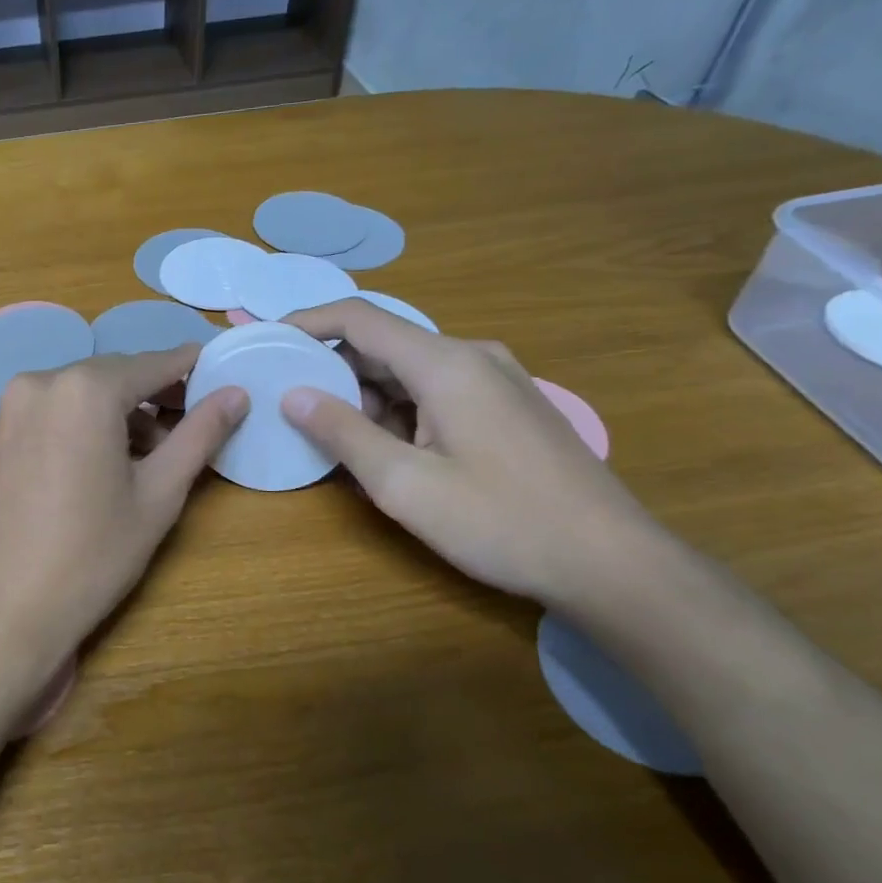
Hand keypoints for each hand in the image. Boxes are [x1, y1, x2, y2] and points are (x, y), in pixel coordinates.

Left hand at [0, 348, 246, 690]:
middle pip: (113, 376)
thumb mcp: (158, 495)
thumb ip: (199, 435)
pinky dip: (84, 424)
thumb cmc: (91, 556)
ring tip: (152, 456)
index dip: (189, 368)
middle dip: (154, 395)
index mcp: (83, 389)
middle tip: (191, 426)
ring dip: (119, 413)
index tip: (219, 370)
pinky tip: (103, 463)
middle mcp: (40, 382)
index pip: (150, 365)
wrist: (0, 612)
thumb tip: (237, 394)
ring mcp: (10, 408)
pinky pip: (52, 412)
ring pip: (81, 394)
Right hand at [279, 300, 665, 607]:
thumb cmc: (501, 522)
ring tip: (342, 445)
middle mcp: (473, 357)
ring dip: (369, 400)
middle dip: (335, 373)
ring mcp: (498, 380)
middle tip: (296, 411)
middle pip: (384, 345)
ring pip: (410, 372)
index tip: (268, 341)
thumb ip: (343, 433)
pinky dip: (402, 413)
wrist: (614, 563)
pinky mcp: (510, 406)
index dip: (307, 322)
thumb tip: (292, 394)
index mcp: (445, 364)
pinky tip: (393, 456)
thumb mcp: (404, 484)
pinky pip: (437, 392)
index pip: (359, 319)